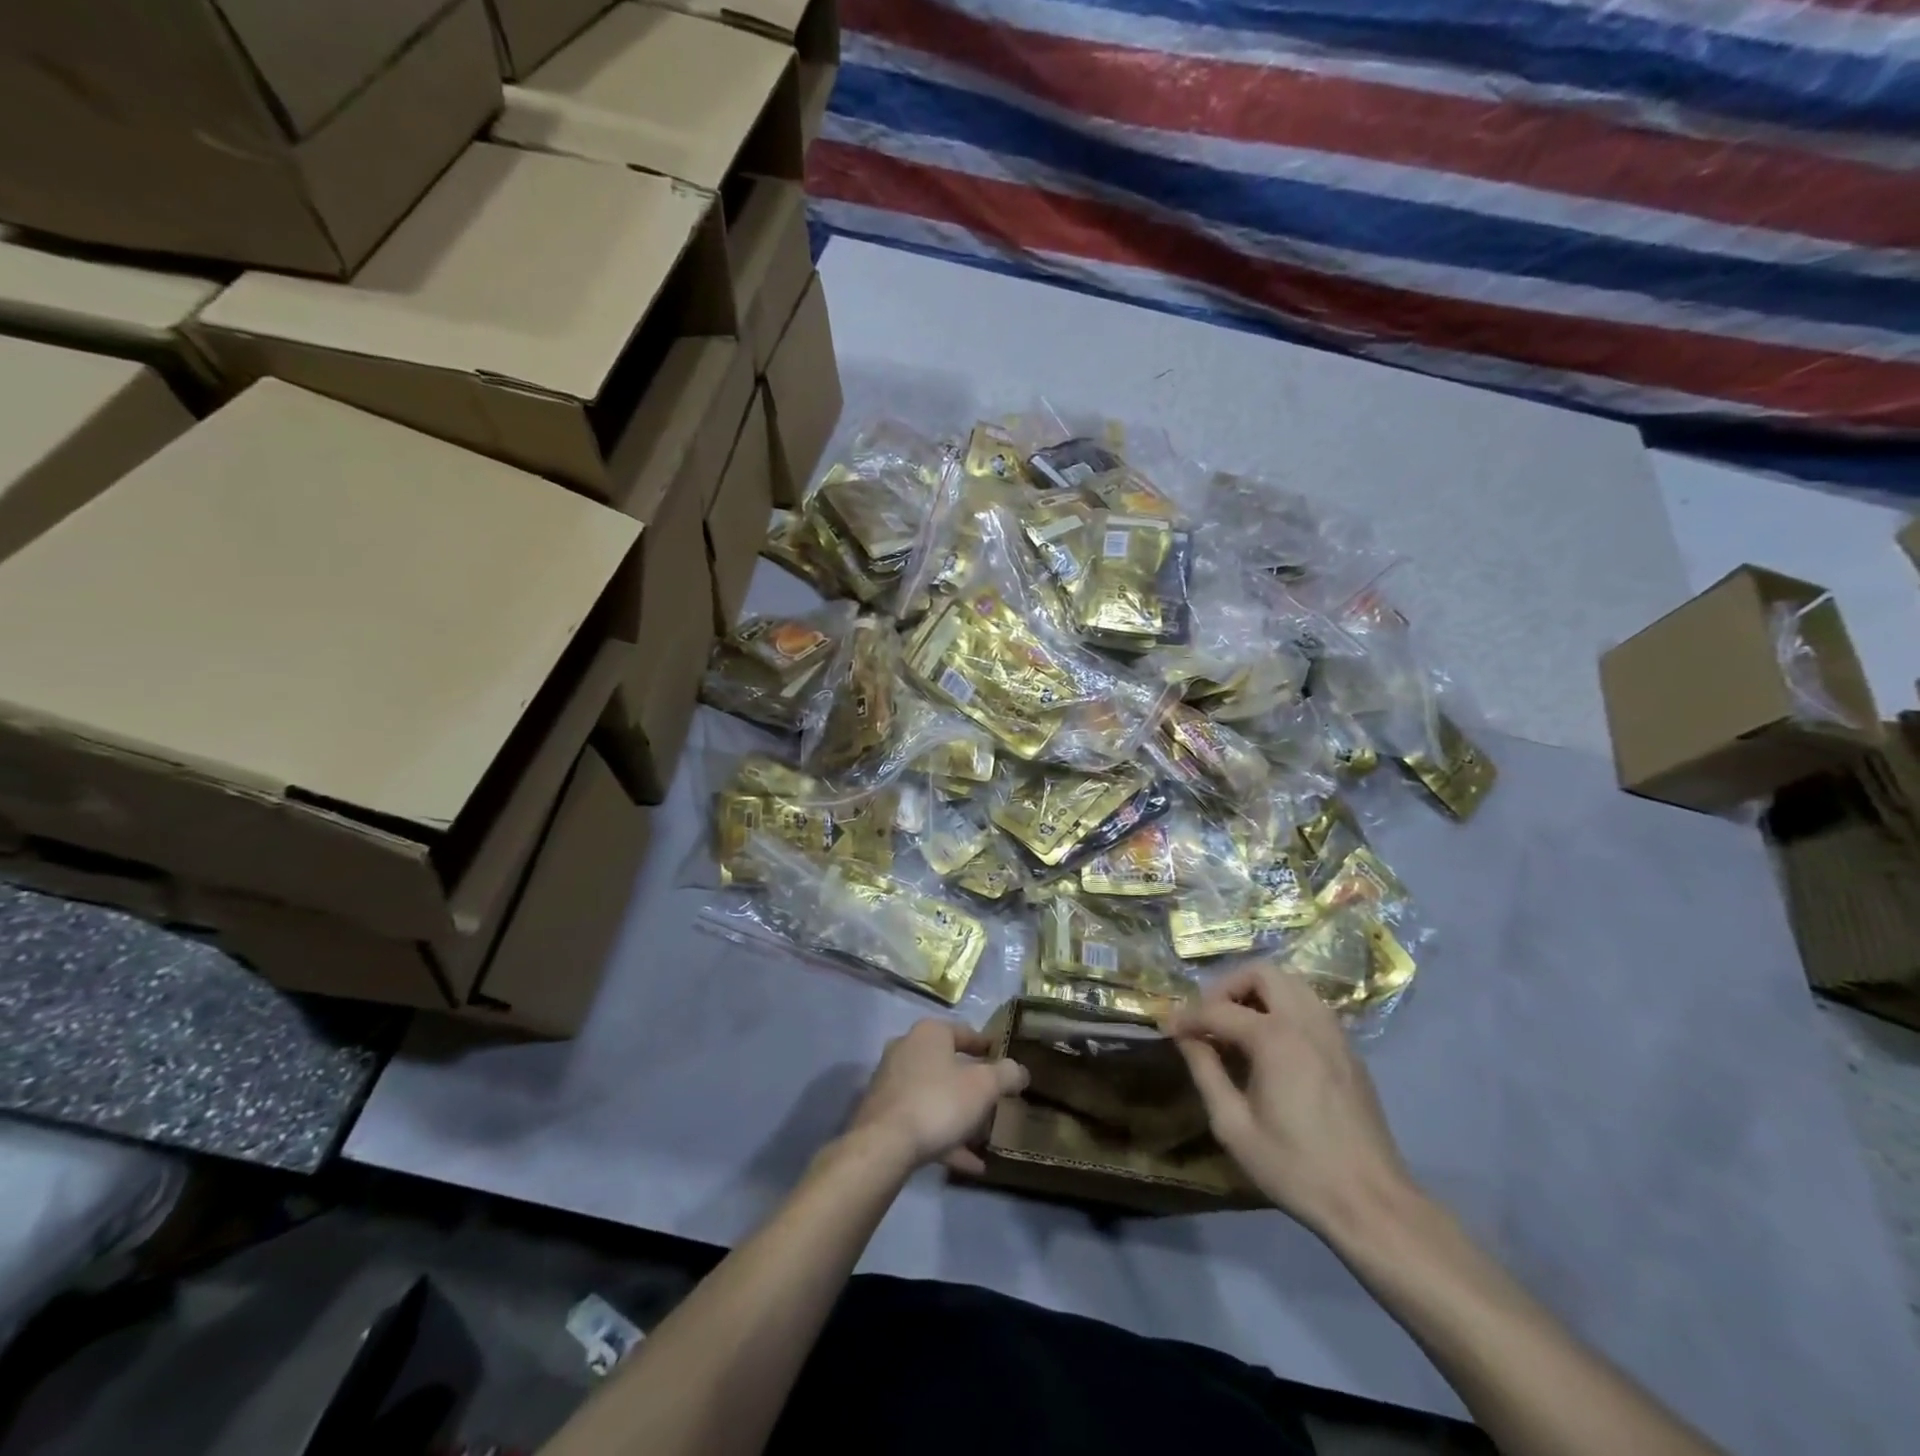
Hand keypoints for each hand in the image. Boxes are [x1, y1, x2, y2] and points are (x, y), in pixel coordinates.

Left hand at [849, 1020, 1028, 1175]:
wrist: (884, 1145)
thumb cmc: (939, 1102)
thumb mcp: (984, 1087)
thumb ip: (1006, 1074)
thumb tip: (1020, 1070)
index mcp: (930, 1033)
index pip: (965, 1032)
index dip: (987, 1047)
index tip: (1004, 1062)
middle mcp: (907, 1049)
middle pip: (948, 1065)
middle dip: (972, 1085)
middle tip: (995, 1101)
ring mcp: (892, 1082)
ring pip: (935, 1095)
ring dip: (959, 1115)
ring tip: (984, 1137)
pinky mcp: (884, 1114)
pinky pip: (922, 1120)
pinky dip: (945, 1138)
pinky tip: (970, 1163)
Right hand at [1168, 962, 1416, 1236]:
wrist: (1372, 1204)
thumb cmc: (1296, 1167)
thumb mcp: (1234, 1126)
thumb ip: (1206, 1072)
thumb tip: (1186, 1038)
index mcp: (1275, 1037)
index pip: (1218, 1009)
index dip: (1188, 1016)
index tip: (1168, 1028)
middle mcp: (1306, 1021)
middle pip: (1261, 973)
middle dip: (1228, 987)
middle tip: (1210, 1018)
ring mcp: (1334, 1032)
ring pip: (1290, 983)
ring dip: (1258, 993)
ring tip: (1238, 1027)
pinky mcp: (1349, 1049)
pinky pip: (1310, 1006)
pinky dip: (1284, 1008)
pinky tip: (1272, 1045)